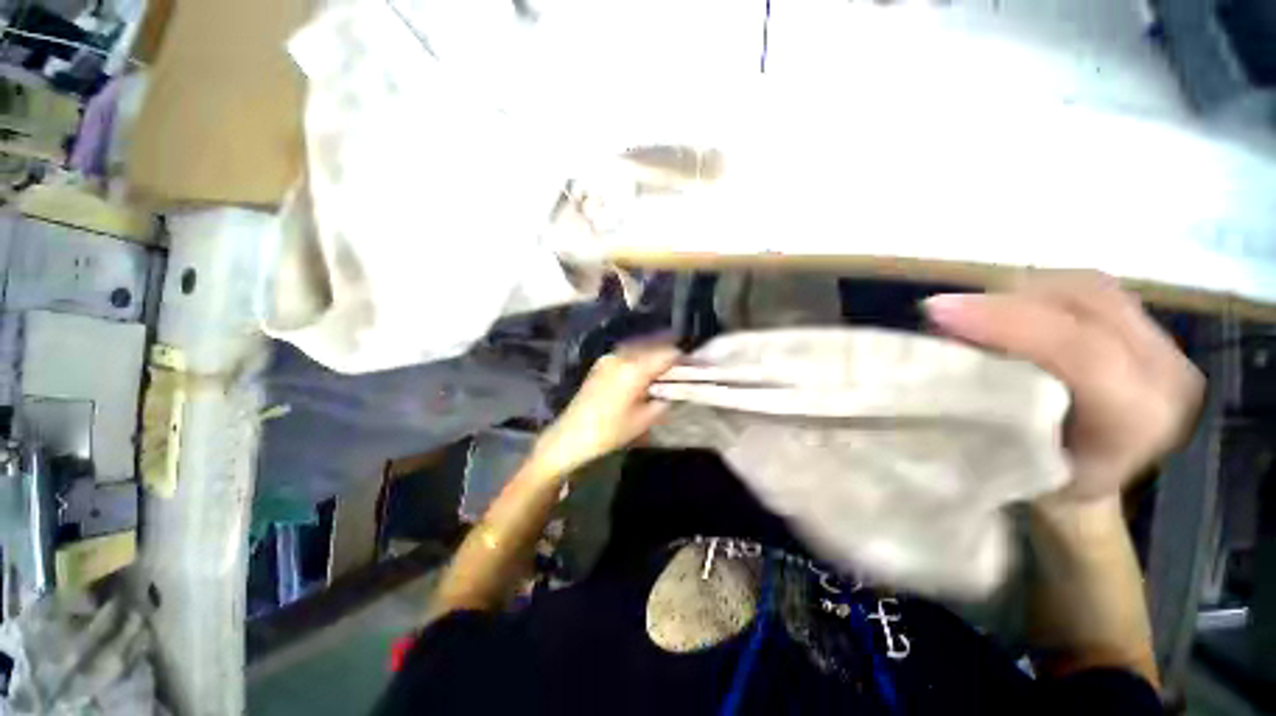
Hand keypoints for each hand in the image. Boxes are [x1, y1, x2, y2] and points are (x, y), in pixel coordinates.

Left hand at [531, 344, 681, 478]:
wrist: (571, 436)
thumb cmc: (610, 431)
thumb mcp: (644, 420)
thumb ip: (664, 400)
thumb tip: (676, 390)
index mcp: (634, 369)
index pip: (667, 354)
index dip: (684, 359)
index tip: (695, 367)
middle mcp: (622, 356)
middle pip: (654, 345)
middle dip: (670, 353)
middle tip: (684, 366)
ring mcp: (609, 358)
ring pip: (640, 347)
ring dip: (656, 353)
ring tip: (667, 366)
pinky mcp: (602, 363)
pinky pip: (627, 353)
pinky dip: (641, 356)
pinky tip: (646, 369)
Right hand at [924, 271, 1203, 500]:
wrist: (1088, 484)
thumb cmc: (1042, 481)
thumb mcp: (1011, 457)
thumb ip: (986, 403)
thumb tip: (943, 350)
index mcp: (1139, 420)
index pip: (1080, 352)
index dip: (1006, 321)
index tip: (937, 311)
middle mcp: (1166, 376)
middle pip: (1087, 304)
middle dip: (1006, 300)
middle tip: (947, 312)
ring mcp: (1165, 346)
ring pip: (1088, 287)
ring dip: (1021, 293)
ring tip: (973, 311)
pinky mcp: (1150, 329)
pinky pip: (1090, 289)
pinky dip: (1040, 291)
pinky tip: (1009, 308)